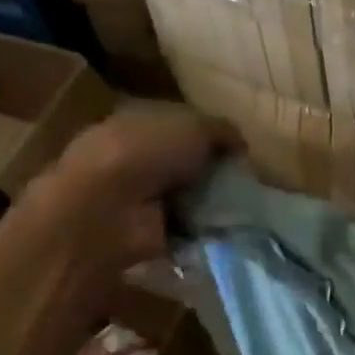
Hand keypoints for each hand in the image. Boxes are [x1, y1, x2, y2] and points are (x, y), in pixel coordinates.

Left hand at [16, 101, 238, 270]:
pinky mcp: (144, 231)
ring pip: (186, 196)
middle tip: (245, 185)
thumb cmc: (146, 153)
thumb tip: (241, 145)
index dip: (211, 137)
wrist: (109, 208)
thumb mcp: (194, 126)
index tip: (240, 154)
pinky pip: (184, 230)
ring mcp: (137, 197)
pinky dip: (202, 234)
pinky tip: (224, 234)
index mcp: (139, 120)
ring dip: (209, 205)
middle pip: (185, 164)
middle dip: (213, 174)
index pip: (182, 125)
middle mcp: (136, 156)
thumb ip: (222, 131)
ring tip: (241, 212)